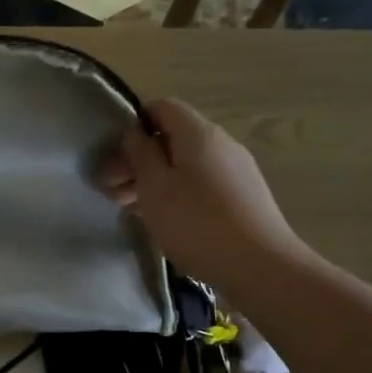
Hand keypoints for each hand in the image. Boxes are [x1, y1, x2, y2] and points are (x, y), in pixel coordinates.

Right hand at [99, 98, 310, 293]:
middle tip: (112, 191)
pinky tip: (163, 219)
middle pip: (172, 138)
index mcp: (198, 133)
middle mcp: (221, 143)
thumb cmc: (196, 222)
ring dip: (154, 180)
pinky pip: (201, 183)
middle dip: (139, 160)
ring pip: (185, 163)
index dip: (133, 125)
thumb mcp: (154, 187)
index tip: (115, 158)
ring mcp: (236, 170)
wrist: (260, 265)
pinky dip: (177, 193)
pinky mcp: (243, 196)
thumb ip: (140, 154)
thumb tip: (135, 134)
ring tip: (131, 209)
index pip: (161, 107)